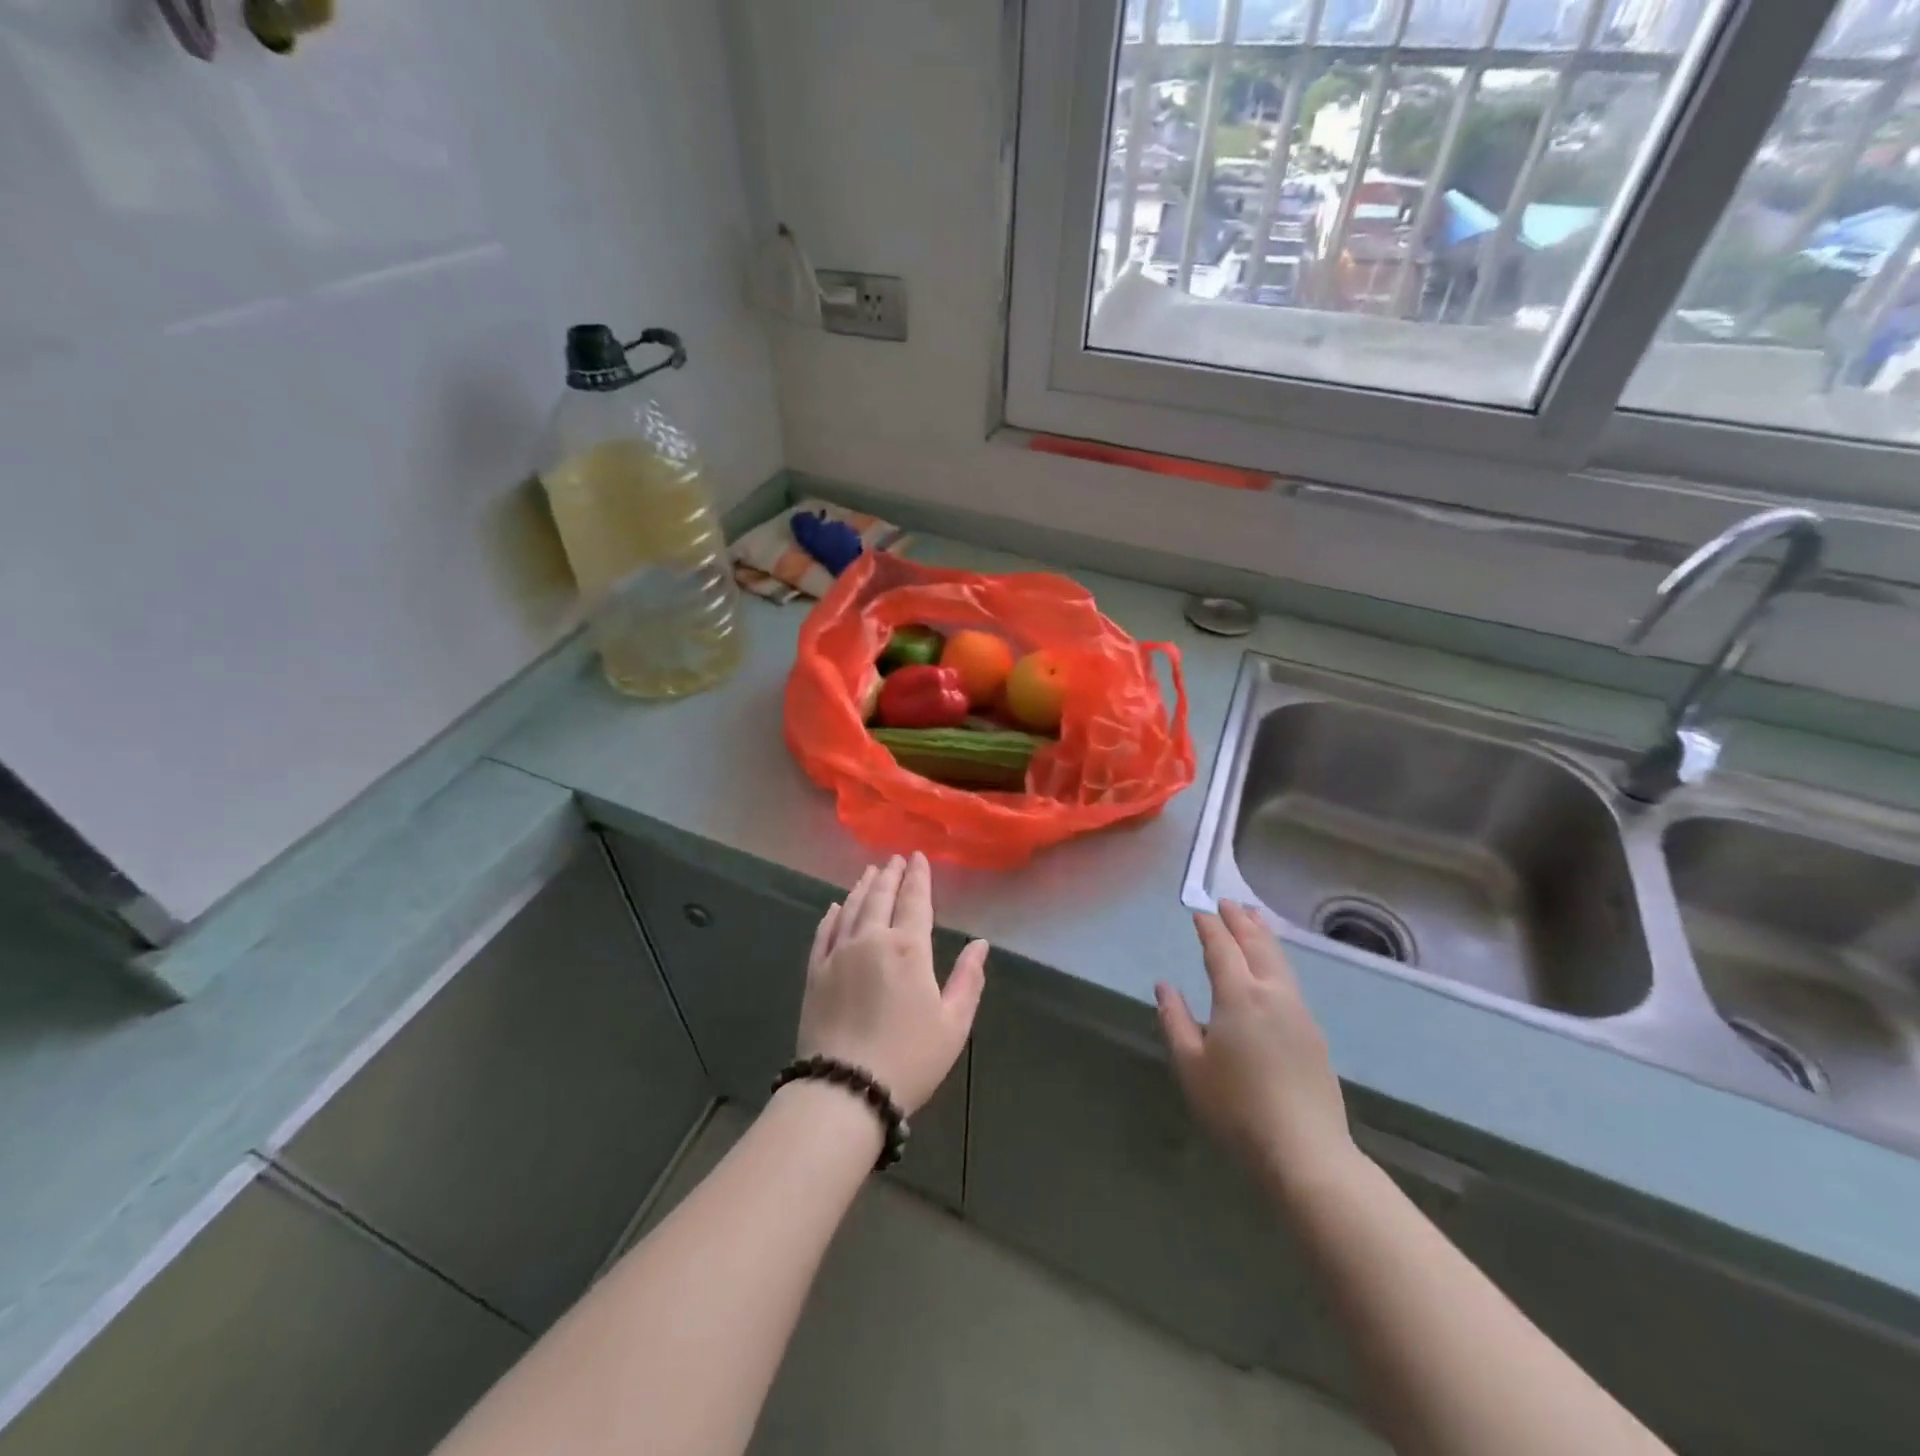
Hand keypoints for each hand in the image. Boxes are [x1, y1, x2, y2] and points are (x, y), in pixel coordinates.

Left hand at [798, 854, 988, 1113]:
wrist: (846, 1089)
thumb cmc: (909, 1058)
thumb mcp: (953, 1024)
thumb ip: (968, 979)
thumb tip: (980, 944)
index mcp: (909, 948)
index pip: (915, 901)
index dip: (918, 877)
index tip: (918, 857)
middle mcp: (871, 939)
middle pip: (880, 897)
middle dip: (890, 875)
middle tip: (895, 859)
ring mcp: (838, 954)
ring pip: (851, 908)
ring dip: (862, 888)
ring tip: (870, 873)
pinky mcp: (815, 972)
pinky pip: (824, 932)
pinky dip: (832, 915)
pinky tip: (835, 906)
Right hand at [1156, 900, 1354, 1190]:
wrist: (1305, 1151)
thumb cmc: (1236, 1107)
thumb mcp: (1191, 1065)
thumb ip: (1175, 1020)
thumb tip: (1164, 986)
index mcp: (1239, 996)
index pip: (1221, 949)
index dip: (1209, 927)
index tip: (1199, 911)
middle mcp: (1272, 994)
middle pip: (1257, 946)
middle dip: (1241, 922)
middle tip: (1229, 903)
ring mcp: (1298, 1013)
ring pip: (1280, 961)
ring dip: (1264, 936)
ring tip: (1254, 921)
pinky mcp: (1314, 1034)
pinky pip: (1290, 981)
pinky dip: (1277, 960)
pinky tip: (1273, 970)